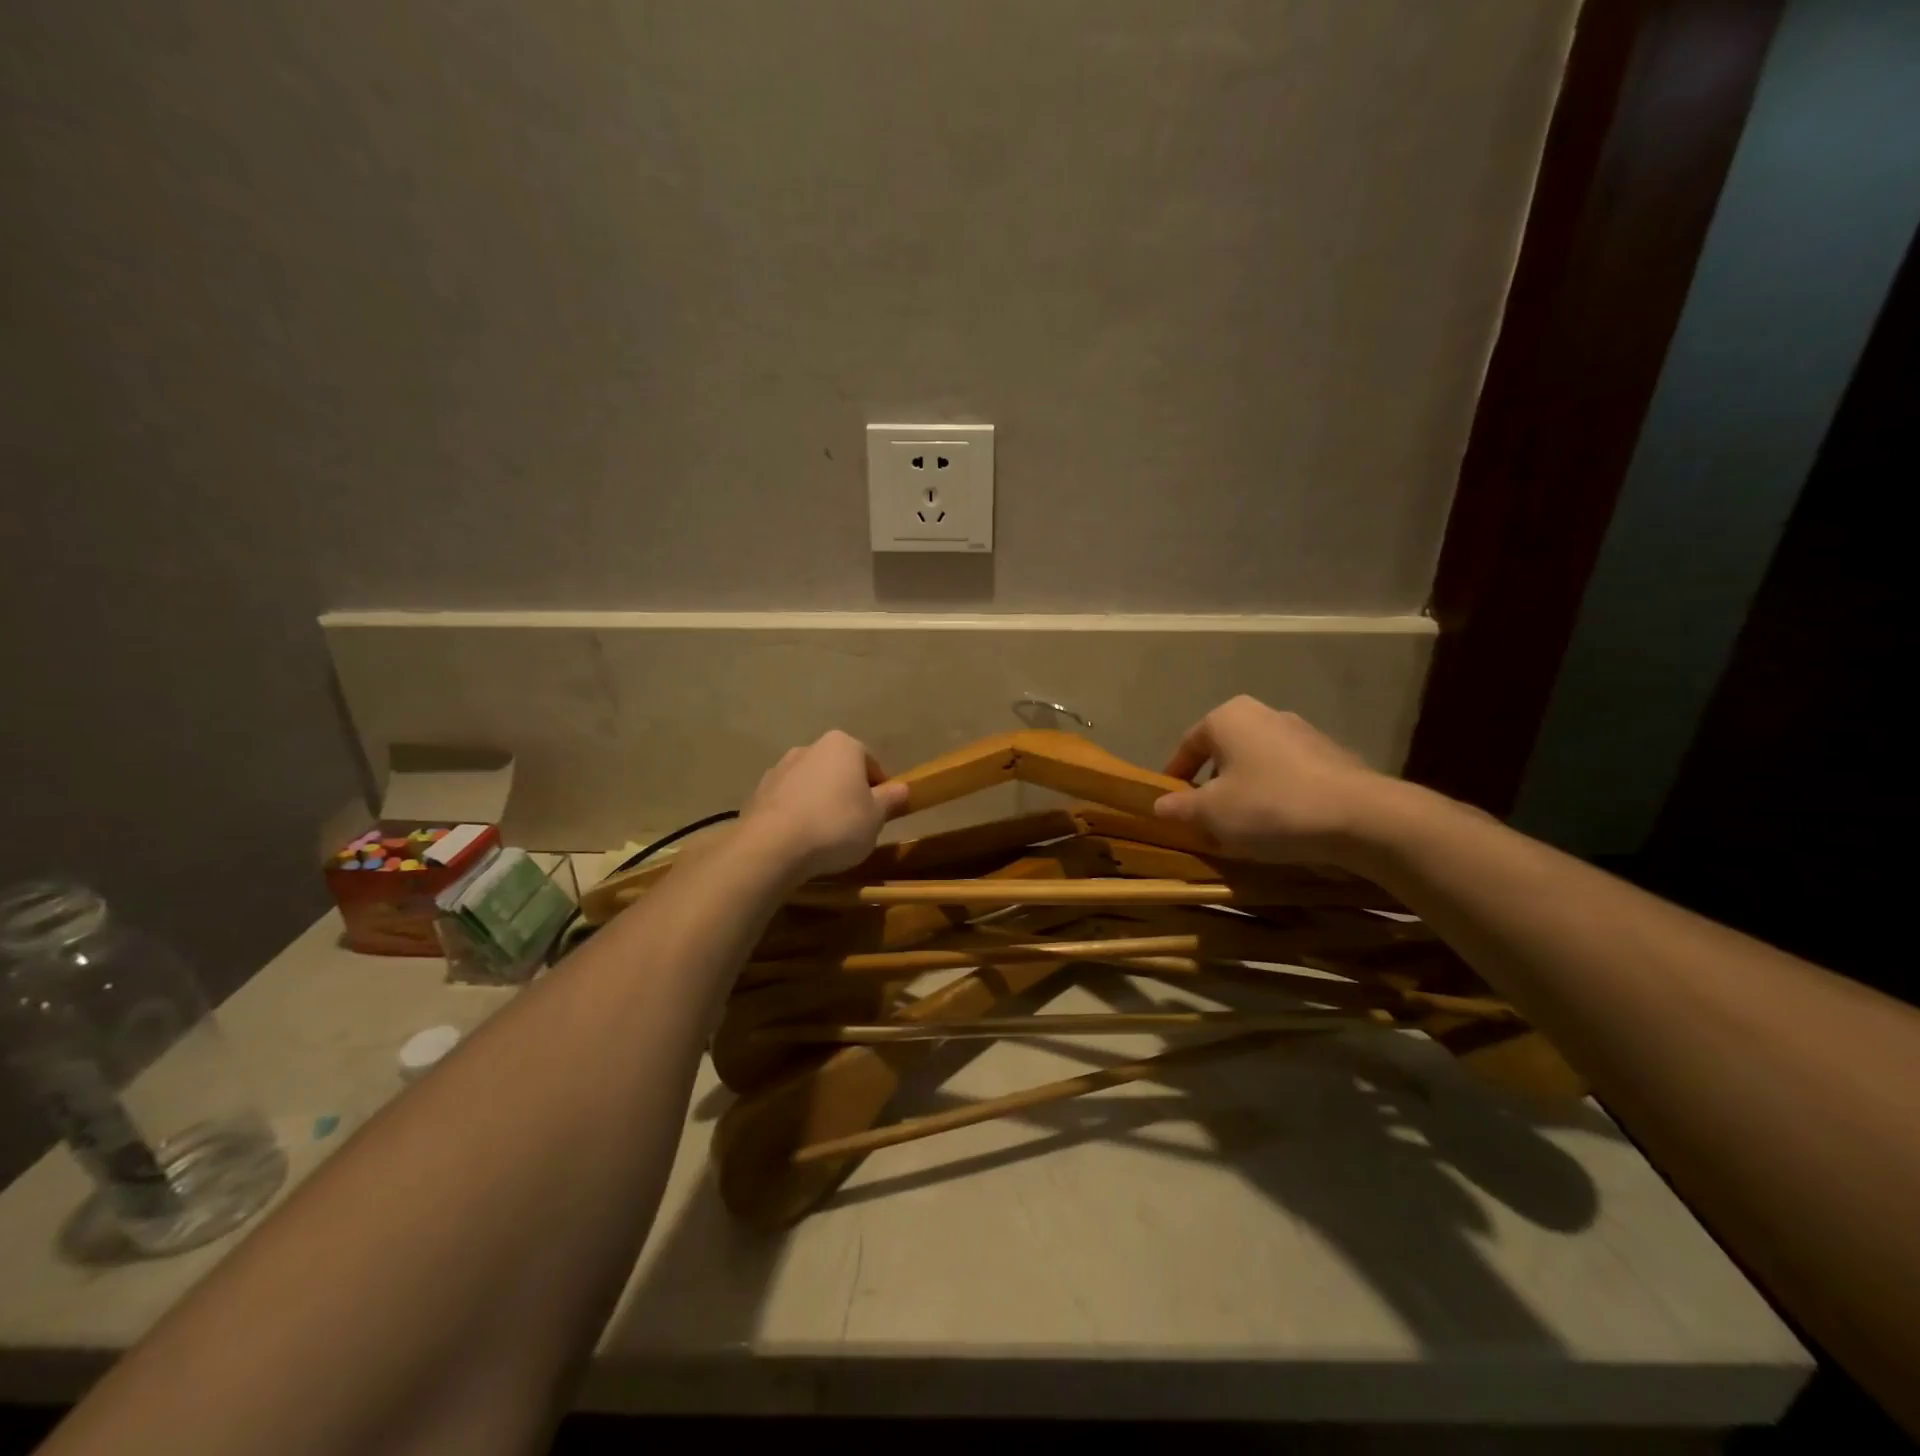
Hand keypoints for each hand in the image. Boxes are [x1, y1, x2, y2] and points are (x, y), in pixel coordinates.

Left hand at [738, 731, 909, 879]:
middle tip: (856, 824)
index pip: (870, 763)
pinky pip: (788, 801)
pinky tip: (800, 839)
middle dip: (848, 792)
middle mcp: (809, 748)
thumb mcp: (875, 817)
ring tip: (826, 835)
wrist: (772, 846)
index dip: (879, 789)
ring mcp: (780, 768)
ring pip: (812, 784)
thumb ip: (890, 799)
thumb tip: (903, 788)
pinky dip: (797, 813)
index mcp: (842, 745)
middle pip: (839, 770)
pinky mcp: (759, 792)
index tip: (880, 813)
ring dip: (820, 802)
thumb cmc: (836, 825)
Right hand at [1154, 696, 1398, 865]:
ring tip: (1243, 829)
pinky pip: (1288, 776)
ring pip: (1257, 765)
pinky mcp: (1331, 756)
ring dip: (1244, 792)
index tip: (1169, 805)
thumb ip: (1179, 807)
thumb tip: (1160, 805)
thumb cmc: (1270, 806)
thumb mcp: (1211, 814)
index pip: (1188, 746)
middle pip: (1224, 753)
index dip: (1174, 777)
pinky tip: (1280, 826)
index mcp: (1228, 718)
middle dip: (1211, 786)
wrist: (1360, 817)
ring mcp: (1302, 732)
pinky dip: (1276, 796)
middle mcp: (1264, 714)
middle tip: (1205, 820)